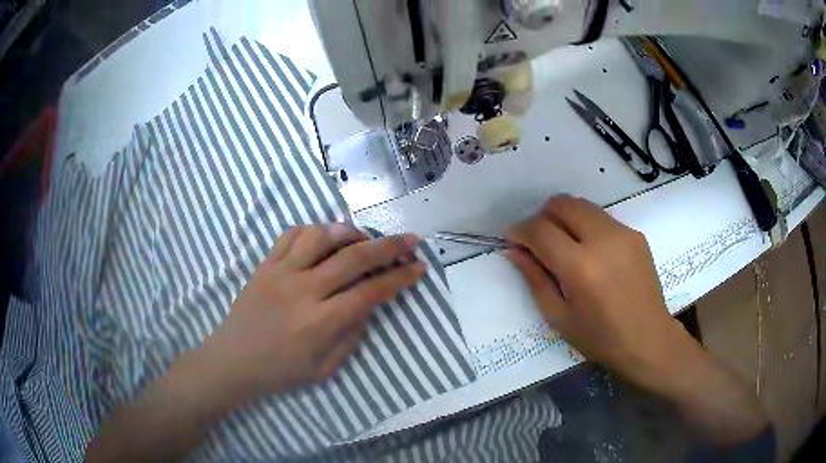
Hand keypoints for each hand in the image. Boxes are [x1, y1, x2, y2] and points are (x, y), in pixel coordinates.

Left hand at [200, 223, 426, 401]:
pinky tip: (323, 239)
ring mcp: (281, 273)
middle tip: (410, 239)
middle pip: (353, 257)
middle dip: (389, 246)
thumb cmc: (280, 372)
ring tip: (363, 238)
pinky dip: (313, 230)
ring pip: (321, 236)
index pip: (370, 292)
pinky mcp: (264, 265)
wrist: (232, 361)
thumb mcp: (325, 369)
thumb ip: (351, 335)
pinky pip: (290, 235)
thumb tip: (367, 305)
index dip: (399, 278)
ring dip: (349, 232)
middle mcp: (303, 290)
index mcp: (320, 322)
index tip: (419, 268)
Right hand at [504, 195, 689, 389]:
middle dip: (544, 216)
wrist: (648, 340)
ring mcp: (623, 233)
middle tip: (540, 241)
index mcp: (580, 267)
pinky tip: (592, 253)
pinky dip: (588, 227)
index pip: (541, 230)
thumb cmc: (600, 338)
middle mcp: (603, 240)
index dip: (520, 230)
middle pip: (563, 204)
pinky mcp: (636, 234)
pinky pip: (602, 218)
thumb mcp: (559, 316)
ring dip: (566, 218)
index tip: (513, 238)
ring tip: (566, 246)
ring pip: (583, 206)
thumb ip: (535, 278)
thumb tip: (513, 249)